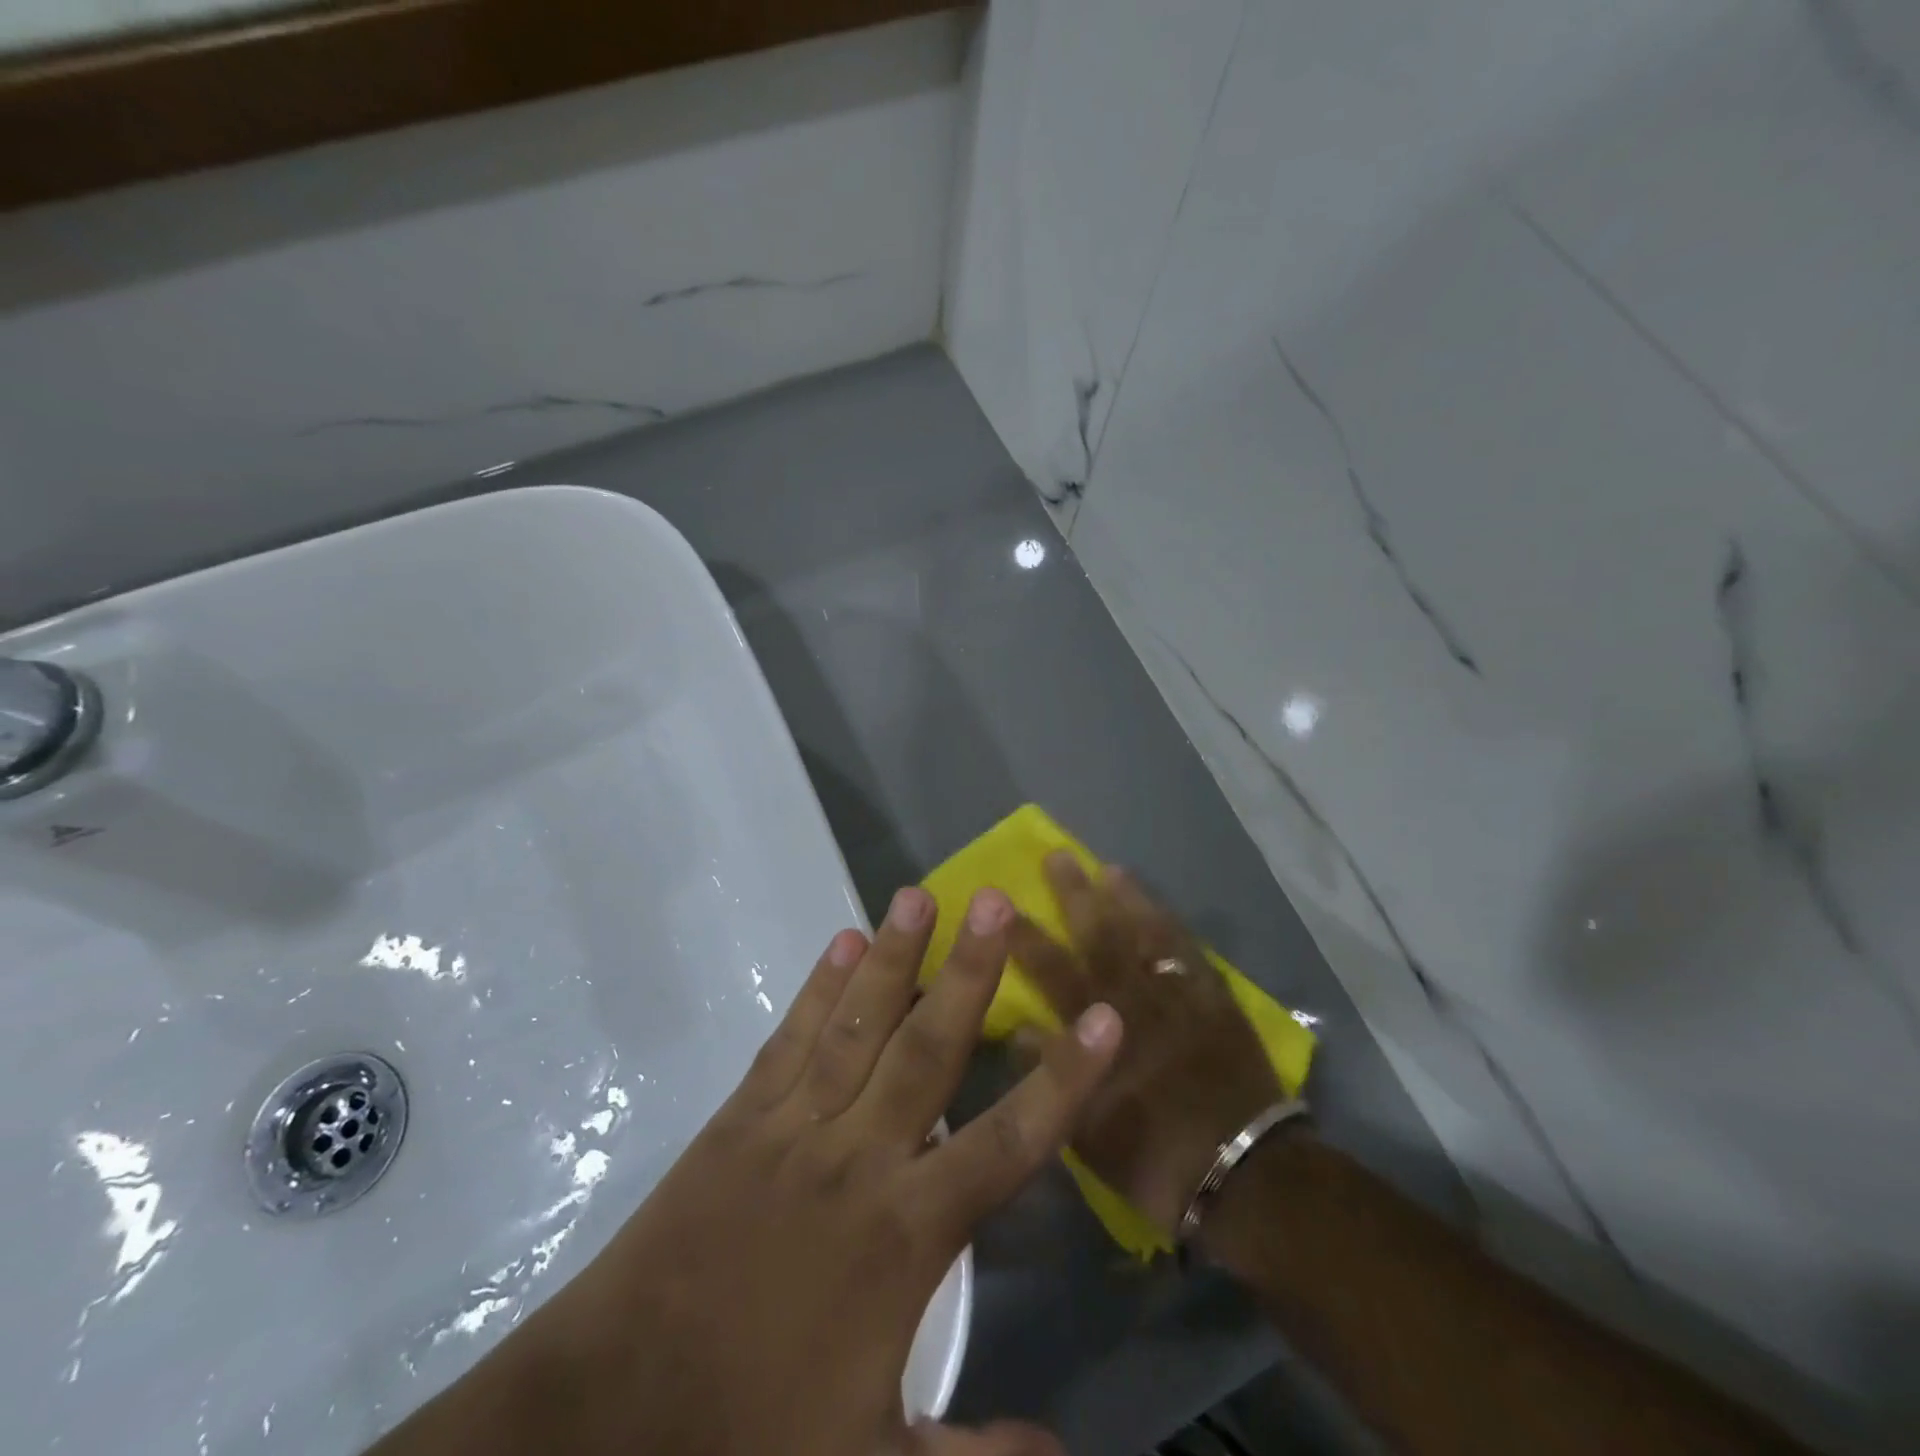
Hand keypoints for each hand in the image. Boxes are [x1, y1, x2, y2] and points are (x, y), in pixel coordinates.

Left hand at [370, 885, 1121, 1455]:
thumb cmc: (749, 1435)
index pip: (1008, 1141)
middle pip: (929, 1049)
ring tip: (920, 895)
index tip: (1104, 1016)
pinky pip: (791, 1038)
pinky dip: (819, 986)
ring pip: (857, 1024)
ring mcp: (794, 1126)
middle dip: (971, 972)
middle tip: (997, 902)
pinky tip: (842, 941)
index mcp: (905, 1233)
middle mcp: (859, 1157)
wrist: (608, 1418)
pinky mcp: (741, 1117)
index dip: (1063, 1078)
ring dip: (893, 956)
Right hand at [1009, 854, 1281, 1236]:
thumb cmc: (1156, 1158)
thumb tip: (1017, 1030)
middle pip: (1101, 936)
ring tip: (1109, 868)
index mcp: (1101, 1031)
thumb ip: (1051, 1074)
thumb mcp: (1087, 1130)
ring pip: (1149, 933)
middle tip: (1058, 856)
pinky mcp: (1216, 1000)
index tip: (1002, 905)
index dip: (1024, 937)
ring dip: (1128, 899)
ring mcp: (1180, 995)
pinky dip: (1174, 927)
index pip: (1052, 971)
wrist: (1247, 1175)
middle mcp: (1138, 1001)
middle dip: (1076, 894)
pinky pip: (1192, 952)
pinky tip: (1161, 910)